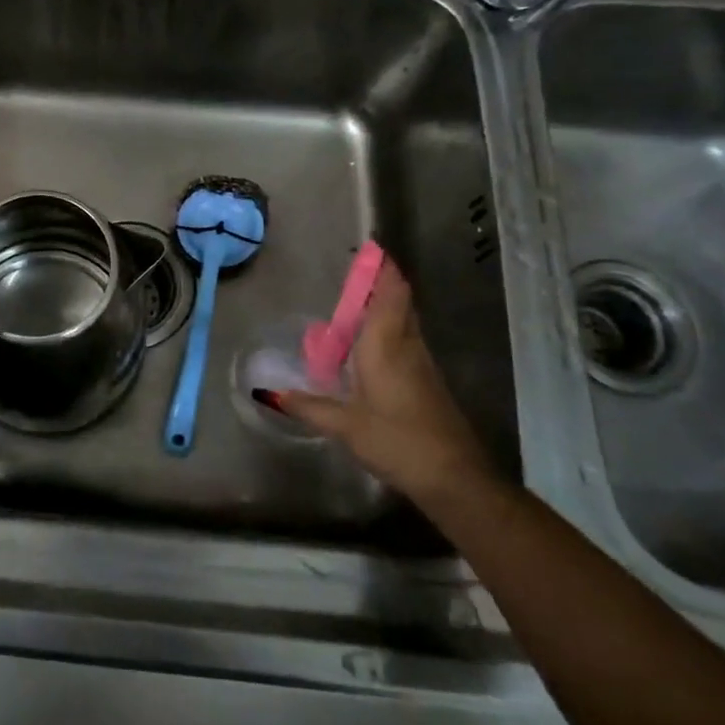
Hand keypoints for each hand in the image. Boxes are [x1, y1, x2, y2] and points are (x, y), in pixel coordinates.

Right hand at [258, 259, 498, 505]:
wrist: (455, 477)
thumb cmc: (397, 441)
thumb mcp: (345, 426)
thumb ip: (308, 406)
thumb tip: (269, 393)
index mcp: (385, 346)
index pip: (390, 294)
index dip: (383, 269)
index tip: (372, 247)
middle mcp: (406, 346)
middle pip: (400, 302)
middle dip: (383, 282)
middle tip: (357, 271)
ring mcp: (421, 364)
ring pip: (404, 321)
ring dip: (386, 305)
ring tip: (356, 303)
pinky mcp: (427, 382)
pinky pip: (405, 341)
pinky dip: (388, 329)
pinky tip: (368, 346)